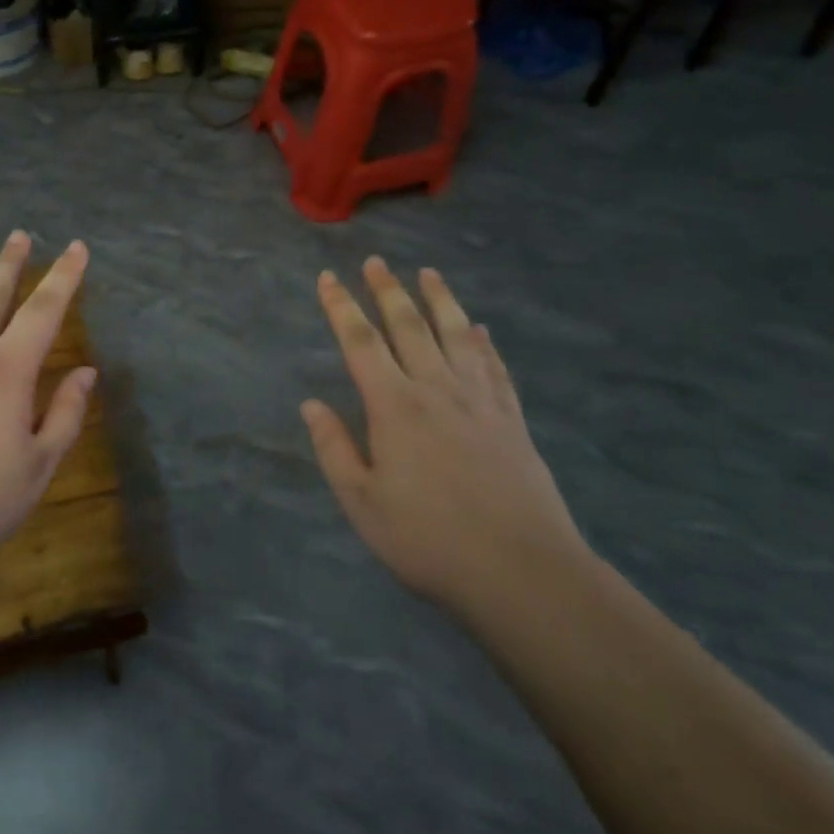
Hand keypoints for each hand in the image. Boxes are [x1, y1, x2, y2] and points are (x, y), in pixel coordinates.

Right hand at [303, 258, 586, 615]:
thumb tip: (311, 404)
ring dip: (439, 300)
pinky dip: (483, 342)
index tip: (327, 278)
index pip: (360, 342)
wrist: (522, 571)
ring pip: (455, 334)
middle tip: (375, 262)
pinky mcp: (511, 419)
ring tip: (429, 273)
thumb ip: (334, 449)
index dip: (340, 307)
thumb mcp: (363, 504)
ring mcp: (479, 400)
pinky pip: (494, 367)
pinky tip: (480, 329)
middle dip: (387, 290)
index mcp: (394, 406)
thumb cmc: (430, 540)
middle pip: (408, 325)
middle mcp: (435, 389)